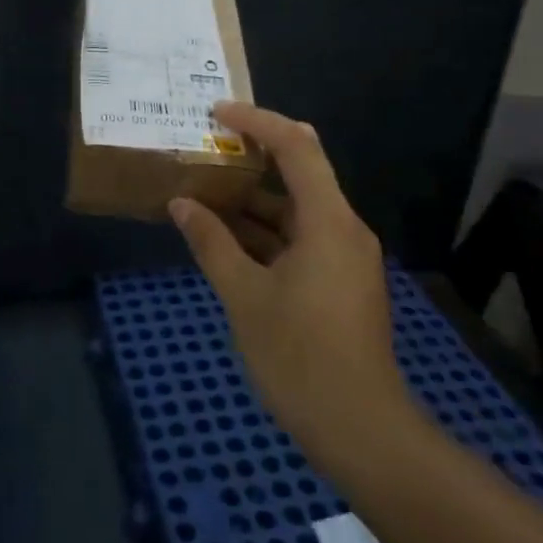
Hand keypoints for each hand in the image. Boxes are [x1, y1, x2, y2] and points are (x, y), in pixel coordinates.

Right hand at [169, 102, 417, 478]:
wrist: (361, 430)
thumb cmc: (300, 356)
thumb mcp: (244, 296)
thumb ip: (211, 244)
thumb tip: (181, 204)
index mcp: (328, 221)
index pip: (297, 147)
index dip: (257, 122)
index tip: (217, 113)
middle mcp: (343, 228)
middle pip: (300, 173)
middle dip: (252, 157)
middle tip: (206, 148)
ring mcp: (345, 257)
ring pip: (296, 209)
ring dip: (253, 201)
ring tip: (203, 191)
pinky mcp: (340, 282)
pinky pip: (300, 238)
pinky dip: (265, 232)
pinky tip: (227, 239)